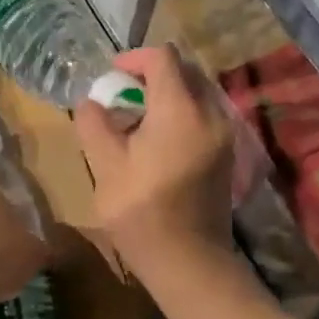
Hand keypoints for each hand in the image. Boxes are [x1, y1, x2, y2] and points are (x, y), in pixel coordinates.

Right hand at [74, 45, 233, 275]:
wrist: (188, 260)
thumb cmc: (142, 211)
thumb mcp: (104, 165)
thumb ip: (95, 124)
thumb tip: (92, 103)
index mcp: (180, 109)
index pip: (163, 58)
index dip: (133, 58)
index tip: (111, 76)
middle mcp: (210, 113)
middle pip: (185, 71)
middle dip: (151, 74)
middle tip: (122, 95)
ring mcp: (224, 134)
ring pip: (196, 93)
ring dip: (167, 94)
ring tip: (137, 118)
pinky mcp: (226, 154)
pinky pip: (204, 115)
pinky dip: (181, 113)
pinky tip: (157, 140)